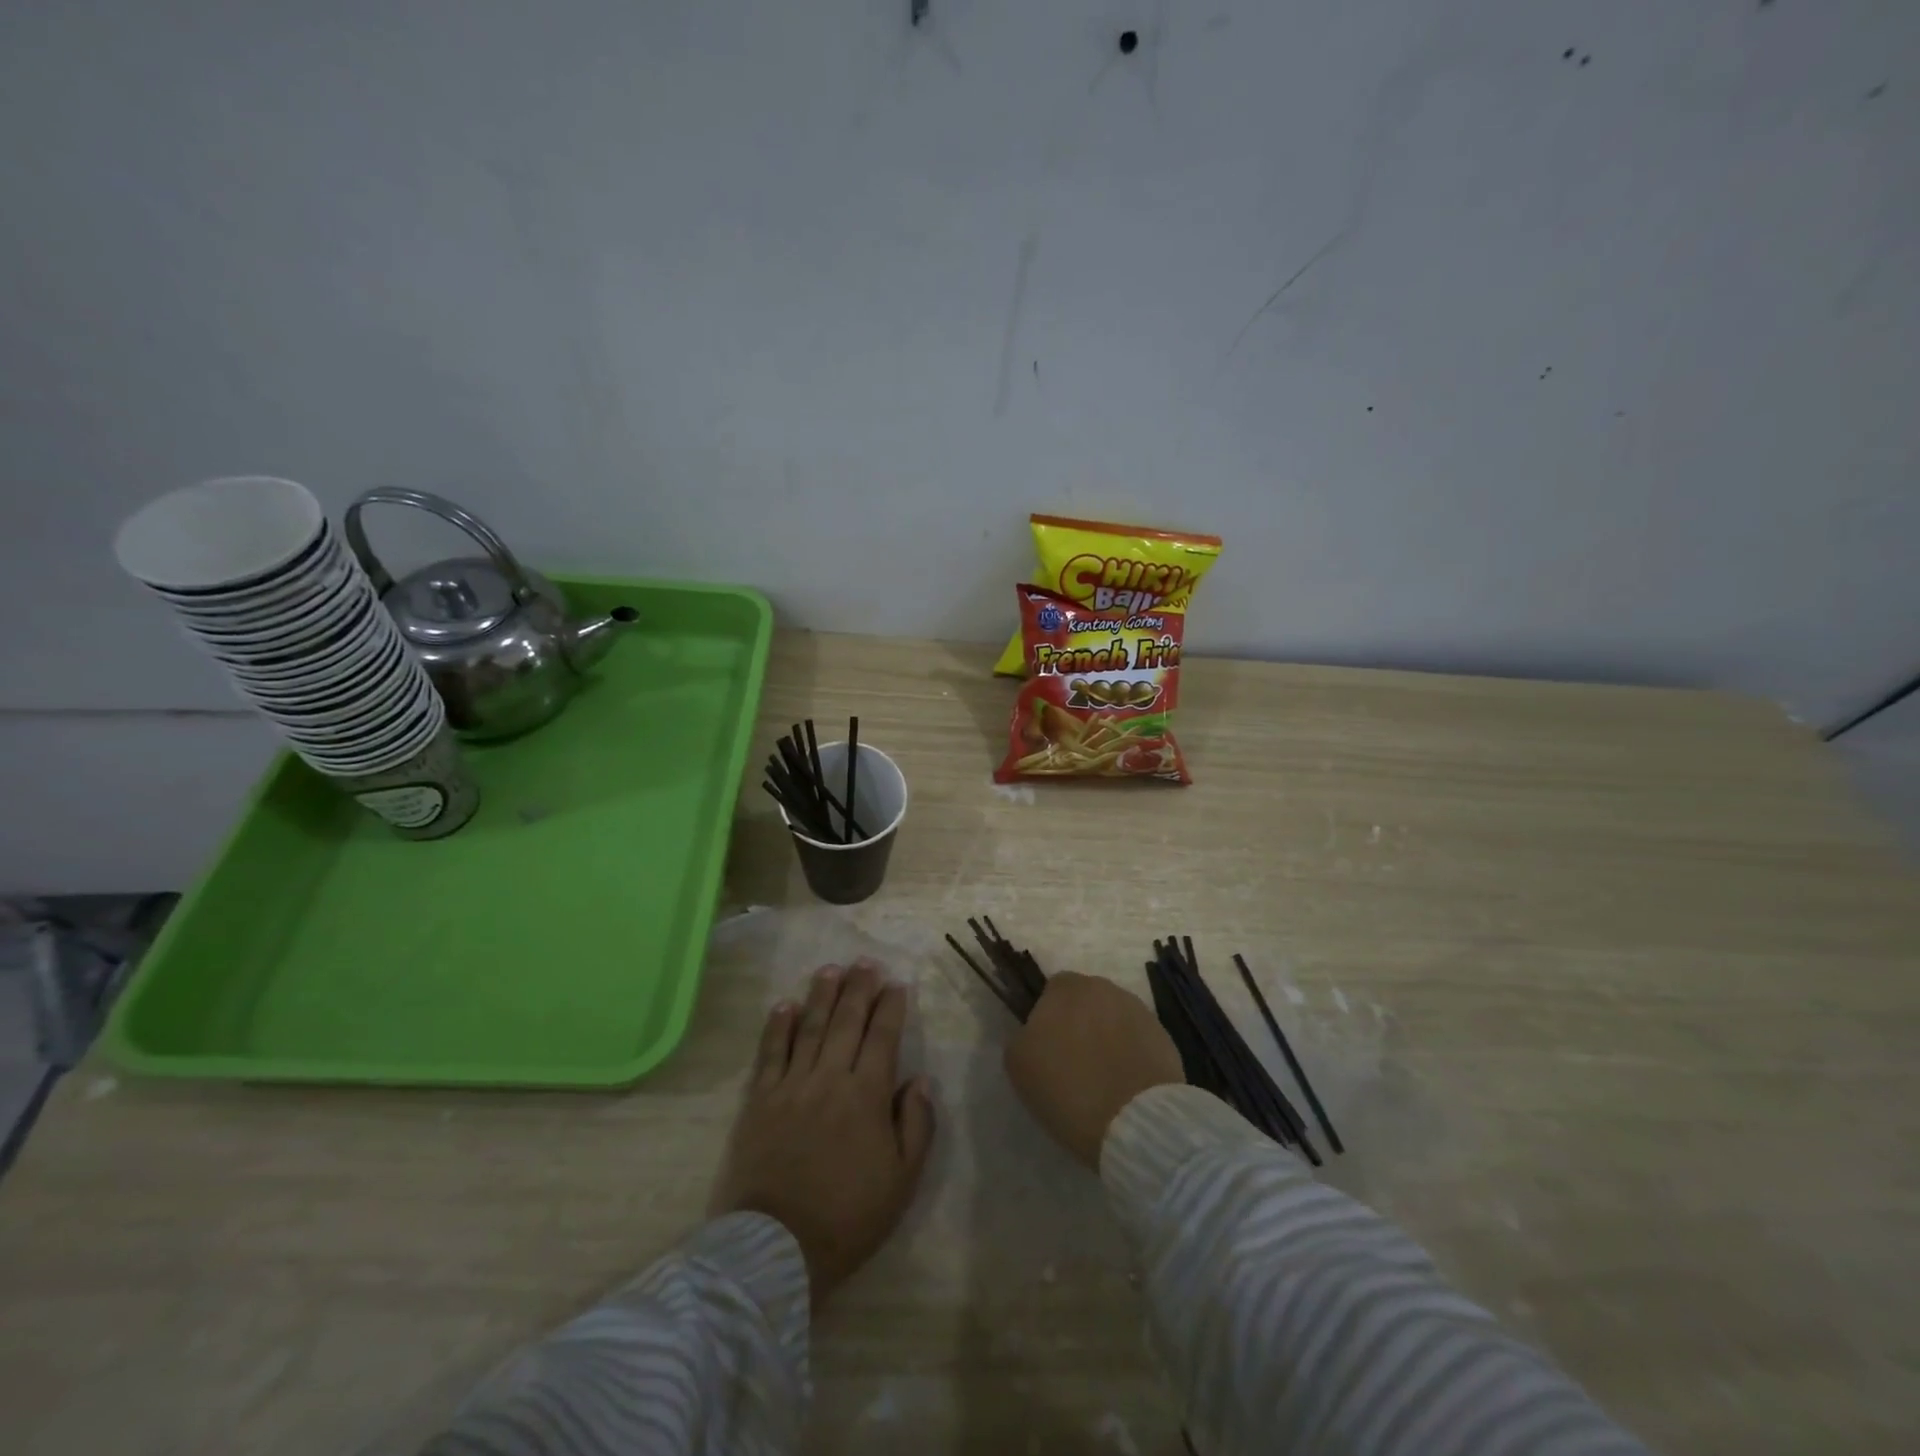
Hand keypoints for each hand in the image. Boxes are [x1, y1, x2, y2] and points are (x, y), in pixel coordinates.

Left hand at [710, 961, 935, 1306]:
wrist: (777, 1249)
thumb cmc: (848, 1217)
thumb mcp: (902, 1181)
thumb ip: (917, 1125)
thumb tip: (920, 1079)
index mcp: (867, 1096)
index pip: (883, 1037)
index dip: (890, 1007)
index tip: (896, 984)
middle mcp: (830, 1079)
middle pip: (846, 1022)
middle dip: (858, 988)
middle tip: (865, 962)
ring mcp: (791, 1086)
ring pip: (809, 1028)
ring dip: (821, 995)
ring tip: (830, 969)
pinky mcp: (760, 1100)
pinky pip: (770, 1053)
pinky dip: (777, 1026)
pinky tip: (784, 1005)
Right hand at [1004, 971, 1184, 1169]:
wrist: (1134, 1121)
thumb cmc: (1067, 1088)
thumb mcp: (1019, 1064)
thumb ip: (1023, 1035)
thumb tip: (1035, 1032)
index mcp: (1067, 987)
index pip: (1052, 990)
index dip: (1049, 1017)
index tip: (1048, 1048)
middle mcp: (1104, 988)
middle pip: (1086, 1001)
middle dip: (1080, 1023)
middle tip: (1074, 1062)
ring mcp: (1138, 1011)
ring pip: (1114, 1020)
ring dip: (1107, 1038)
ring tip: (1103, 1077)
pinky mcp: (1164, 1037)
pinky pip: (1138, 1041)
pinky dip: (1131, 1055)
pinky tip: (1125, 1085)